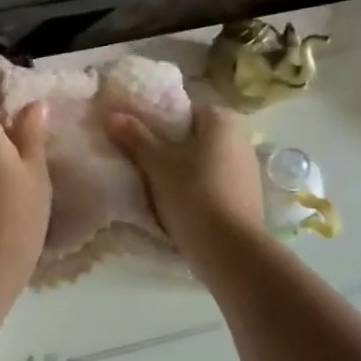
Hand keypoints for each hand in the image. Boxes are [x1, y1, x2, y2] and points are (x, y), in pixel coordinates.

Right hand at [108, 101, 265, 269]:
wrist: (230, 250)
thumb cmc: (193, 194)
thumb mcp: (157, 163)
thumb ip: (135, 136)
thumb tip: (112, 114)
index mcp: (222, 120)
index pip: (182, 111)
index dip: (156, 123)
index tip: (137, 140)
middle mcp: (241, 137)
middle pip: (193, 136)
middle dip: (169, 148)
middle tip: (142, 164)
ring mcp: (248, 168)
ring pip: (203, 161)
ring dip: (182, 170)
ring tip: (156, 186)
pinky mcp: (248, 195)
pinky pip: (214, 182)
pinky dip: (197, 188)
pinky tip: (180, 204)